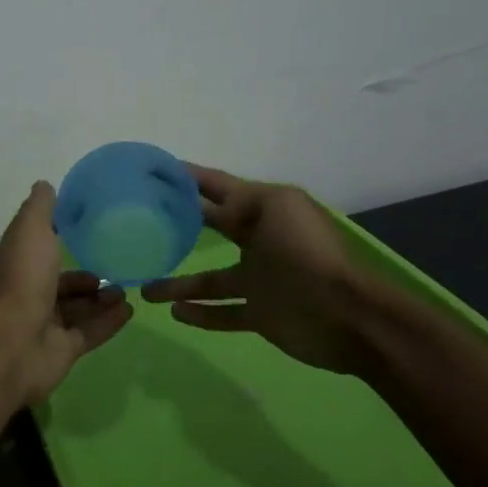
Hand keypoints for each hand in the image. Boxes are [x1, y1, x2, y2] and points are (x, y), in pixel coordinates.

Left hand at [0, 181, 133, 405]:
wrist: (13, 342)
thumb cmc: (22, 278)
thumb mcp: (30, 230)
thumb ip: (41, 208)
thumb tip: (45, 185)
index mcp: (18, 263)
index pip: (40, 248)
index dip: (60, 238)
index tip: (90, 229)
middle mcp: (29, 293)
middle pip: (61, 283)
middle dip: (86, 276)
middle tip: (117, 265)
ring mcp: (44, 325)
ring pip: (77, 308)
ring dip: (101, 298)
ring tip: (127, 289)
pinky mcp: (61, 351)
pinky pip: (89, 332)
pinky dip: (109, 321)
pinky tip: (130, 310)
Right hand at [141, 165, 374, 373]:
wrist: (345, 315)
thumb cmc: (307, 253)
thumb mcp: (276, 207)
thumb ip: (241, 202)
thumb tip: (211, 209)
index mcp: (264, 209)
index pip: (219, 188)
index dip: (189, 177)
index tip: (154, 171)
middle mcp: (258, 241)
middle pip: (212, 228)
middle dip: (180, 221)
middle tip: (142, 220)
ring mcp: (258, 280)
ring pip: (208, 281)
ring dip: (178, 284)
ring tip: (145, 288)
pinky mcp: (260, 314)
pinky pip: (222, 313)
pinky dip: (200, 314)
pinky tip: (174, 313)